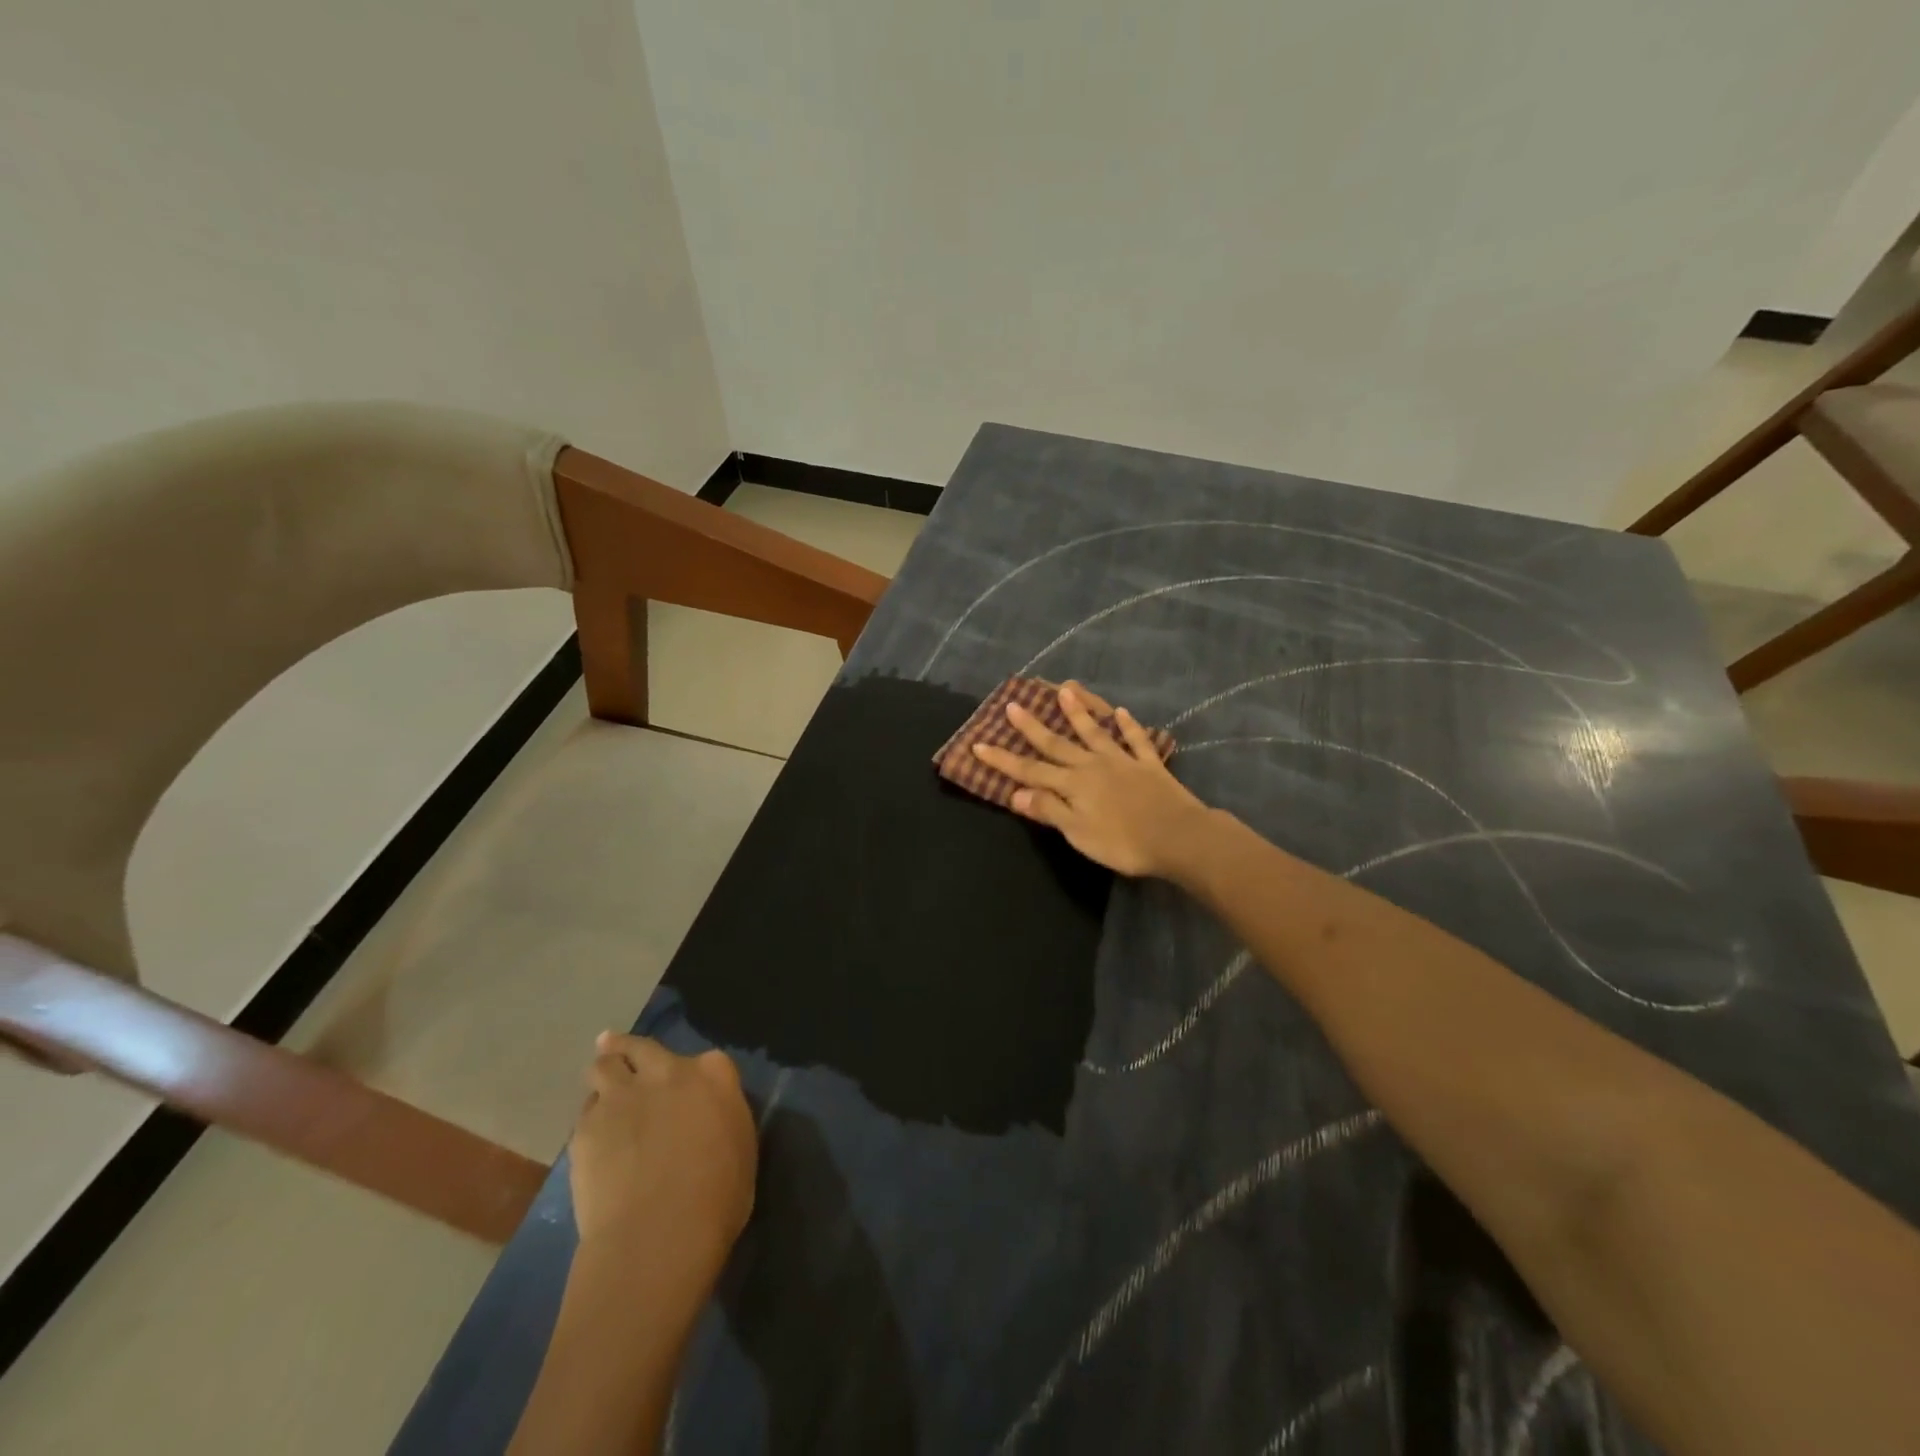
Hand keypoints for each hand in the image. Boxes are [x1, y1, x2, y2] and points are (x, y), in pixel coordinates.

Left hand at [569, 1032, 757, 1263]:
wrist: (658, 1235)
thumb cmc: (717, 1198)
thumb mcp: (740, 1149)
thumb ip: (722, 1119)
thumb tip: (709, 1118)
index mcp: (713, 1075)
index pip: (706, 1058)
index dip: (693, 1073)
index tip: (687, 1086)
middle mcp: (667, 1072)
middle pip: (642, 1047)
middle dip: (630, 1048)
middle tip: (620, 1050)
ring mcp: (622, 1096)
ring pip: (604, 1065)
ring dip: (605, 1071)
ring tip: (602, 1082)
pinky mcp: (586, 1127)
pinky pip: (585, 1111)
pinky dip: (590, 1117)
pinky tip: (592, 1135)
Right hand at [971, 681, 1214, 877]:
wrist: (1178, 837)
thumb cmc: (1124, 843)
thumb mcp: (1078, 833)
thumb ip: (1049, 810)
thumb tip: (1015, 793)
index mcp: (1073, 785)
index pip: (1030, 771)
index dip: (1003, 760)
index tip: (979, 745)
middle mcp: (1092, 766)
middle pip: (1057, 744)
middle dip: (1032, 726)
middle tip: (1013, 703)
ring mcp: (1122, 762)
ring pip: (1095, 733)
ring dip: (1079, 712)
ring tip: (1066, 690)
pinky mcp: (1149, 765)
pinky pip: (1137, 741)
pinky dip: (1128, 726)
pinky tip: (1122, 713)